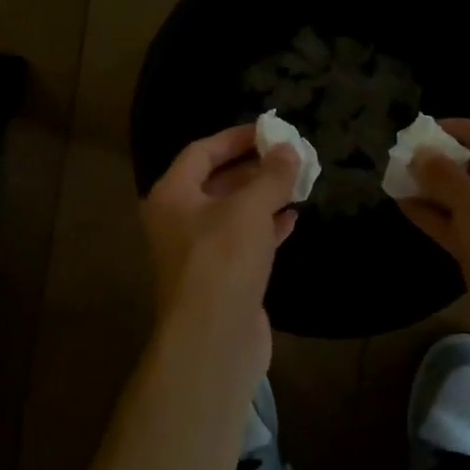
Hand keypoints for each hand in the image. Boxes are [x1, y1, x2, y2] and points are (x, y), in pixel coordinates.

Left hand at [141, 124, 300, 372]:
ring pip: (233, 212)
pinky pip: (244, 241)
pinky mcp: (221, 277)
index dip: (235, 138)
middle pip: (217, 181)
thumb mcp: (249, 209)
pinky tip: (293, 218)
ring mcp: (199, 251)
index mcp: (172, 196)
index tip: (269, 130)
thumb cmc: (222, 261)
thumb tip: (289, 149)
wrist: (213, 340)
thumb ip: (271, 176)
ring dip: (263, 197)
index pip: (201, 152)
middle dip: (254, 167)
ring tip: (297, 181)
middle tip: (289, 155)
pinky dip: (267, 227)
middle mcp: (179, 220)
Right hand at [396, 120, 469, 335]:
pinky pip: (460, 225)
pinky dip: (435, 215)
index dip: (462, 129)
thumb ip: (442, 173)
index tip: (425, 129)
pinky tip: (404, 205)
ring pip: (467, 198)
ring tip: (397, 177)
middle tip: (405, 155)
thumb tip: (418, 155)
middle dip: (443, 161)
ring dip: (434, 188)